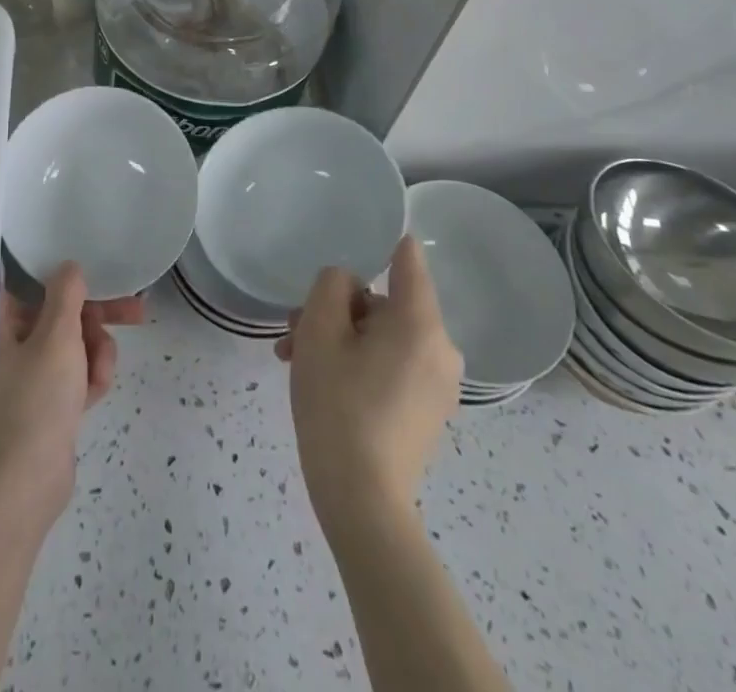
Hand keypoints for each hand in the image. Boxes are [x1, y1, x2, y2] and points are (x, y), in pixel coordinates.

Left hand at [0, 264, 142, 529]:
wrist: (25, 487)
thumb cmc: (35, 402)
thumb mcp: (56, 338)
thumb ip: (66, 296)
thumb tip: (69, 266)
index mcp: (2, 323)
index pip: (25, 279)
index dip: (57, 269)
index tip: (88, 263)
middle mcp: (13, 343)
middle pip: (61, 312)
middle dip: (97, 316)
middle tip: (135, 311)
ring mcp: (31, 374)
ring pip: (75, 344)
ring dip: (96, 353)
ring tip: (100, 372)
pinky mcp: (48, 402)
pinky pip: (77, 374)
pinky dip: (90, 379)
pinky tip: (95, 394)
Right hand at [276, 236, 461, 524]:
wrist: (361, 502)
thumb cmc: (338, 405)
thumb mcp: (319, 330)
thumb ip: (332, 285)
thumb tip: (348, 284)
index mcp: (420, 323)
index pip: (408, 260)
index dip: (384, 242)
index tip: (360, 233)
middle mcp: (441, 349)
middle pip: (383, 305)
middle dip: (335, 311)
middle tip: (294, 332)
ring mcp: (438, 385)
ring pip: (381, 337)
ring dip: (339, 340)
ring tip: (295, 361)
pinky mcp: (428, 411)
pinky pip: (391, 366)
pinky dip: (358, 364)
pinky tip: (321, 383)